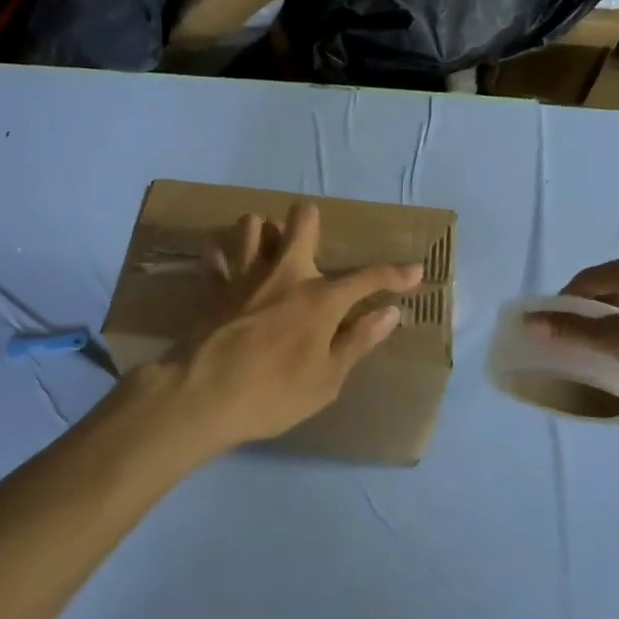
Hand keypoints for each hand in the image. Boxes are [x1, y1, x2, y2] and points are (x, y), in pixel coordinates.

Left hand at [157, 202, 422, 452]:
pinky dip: (221, 252)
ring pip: (252, 225)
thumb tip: (389, 313)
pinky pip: (214, 253)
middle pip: (301, 221)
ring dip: (264, 233)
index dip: (396, 274)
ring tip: (268, 254)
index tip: (415, 271)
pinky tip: (228, 263)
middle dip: (312, 222)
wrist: (203, 397)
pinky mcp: (213, 286)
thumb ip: (358, 341)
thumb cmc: (274, 395)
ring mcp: (245, 275)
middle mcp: (285, 274)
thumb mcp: (327, 379)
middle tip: (314, 245)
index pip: (368, 278)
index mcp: (320, 299)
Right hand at [526, 251, 618, 406]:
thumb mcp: (615, 339)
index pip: (584, 280)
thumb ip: (571, 329)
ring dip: (608, 322)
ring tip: (599, 349)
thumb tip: (529, 322)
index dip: (563, 305)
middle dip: (586, 313)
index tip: (551, 331)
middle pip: (604, 288)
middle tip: (572, 342)